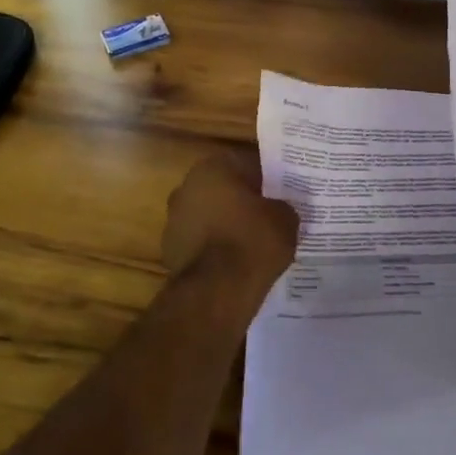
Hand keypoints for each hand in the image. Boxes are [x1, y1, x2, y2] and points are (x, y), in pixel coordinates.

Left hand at [161, 151, 298, 307]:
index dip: (266, 178)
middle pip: (223, 188)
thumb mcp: (285, 218)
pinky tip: (236, 261)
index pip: (246, 164)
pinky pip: (201, 241)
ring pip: (209, 214)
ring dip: (226, 223)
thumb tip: (279, 209)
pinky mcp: (170, 249)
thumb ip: (282, 206)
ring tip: (253, 241)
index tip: (281, 192)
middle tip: (268, 214)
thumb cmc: (252, 241)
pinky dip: (215, 247)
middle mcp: (187, 186)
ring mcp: (174, 219)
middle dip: (243, 200)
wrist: (217, 290)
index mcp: (213, 168)